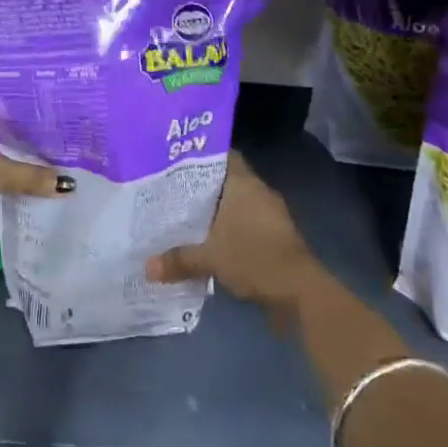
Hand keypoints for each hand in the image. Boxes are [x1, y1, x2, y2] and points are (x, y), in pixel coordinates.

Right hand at [146, 152, 322, 312]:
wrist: (300, 291)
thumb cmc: (254, 258)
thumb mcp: (209, 258)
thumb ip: (178, 259)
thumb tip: (147, 267)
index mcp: (243, 183)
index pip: (221, 155)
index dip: (199, 156)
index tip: (174, 162)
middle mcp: (258, 192)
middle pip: (225, 181)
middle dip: (200, 188)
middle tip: (170, 191)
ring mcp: (270, 214)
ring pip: (235, 204)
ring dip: (215, 212)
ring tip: (183, 217)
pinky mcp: (275, 236)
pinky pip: (245, 224)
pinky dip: (228, 230)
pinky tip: (207, 242)